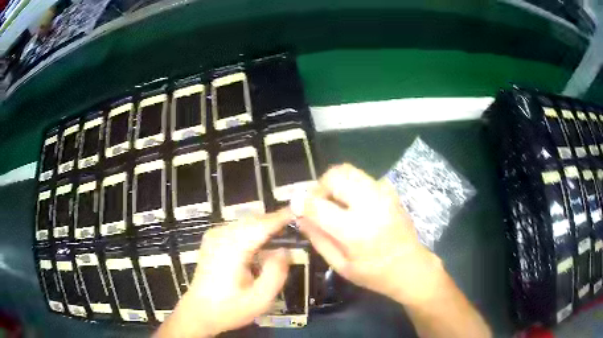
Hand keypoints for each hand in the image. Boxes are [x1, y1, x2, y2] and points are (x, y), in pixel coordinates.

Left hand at [155, 210, 292, 337]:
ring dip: (264, 226)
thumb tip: (284, 250)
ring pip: (246, 222)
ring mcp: (214, 235)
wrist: (199, 311)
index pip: (261, 225)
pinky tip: (261, 245)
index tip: (300, 209)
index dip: (282, 216)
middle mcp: (221, 235)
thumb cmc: (230, 308)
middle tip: (295, 227)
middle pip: (254, 220)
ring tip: (282, 236)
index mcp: (232, 249)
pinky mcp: (212, 239)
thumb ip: (276, 273)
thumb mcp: (260, 299)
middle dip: (274, 221)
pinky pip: (238, 228)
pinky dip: (253, 231)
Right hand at [296, 164, 444, 304]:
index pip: (318, 205)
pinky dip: (350, 185)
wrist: (411, 266)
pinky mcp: (389, 191)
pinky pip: (362, 178)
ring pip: (348, 170)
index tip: (295, 206)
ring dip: (334, 183)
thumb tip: (300, 217)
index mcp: (355, 230)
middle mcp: (370, 205)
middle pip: (335, 176)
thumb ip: (318, 239)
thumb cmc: (374, 273)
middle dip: (319, 187)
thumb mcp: (341, 265)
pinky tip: (353, 204)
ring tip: (334, 202)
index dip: (301, 203)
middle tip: (318, 204)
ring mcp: (383, 194)